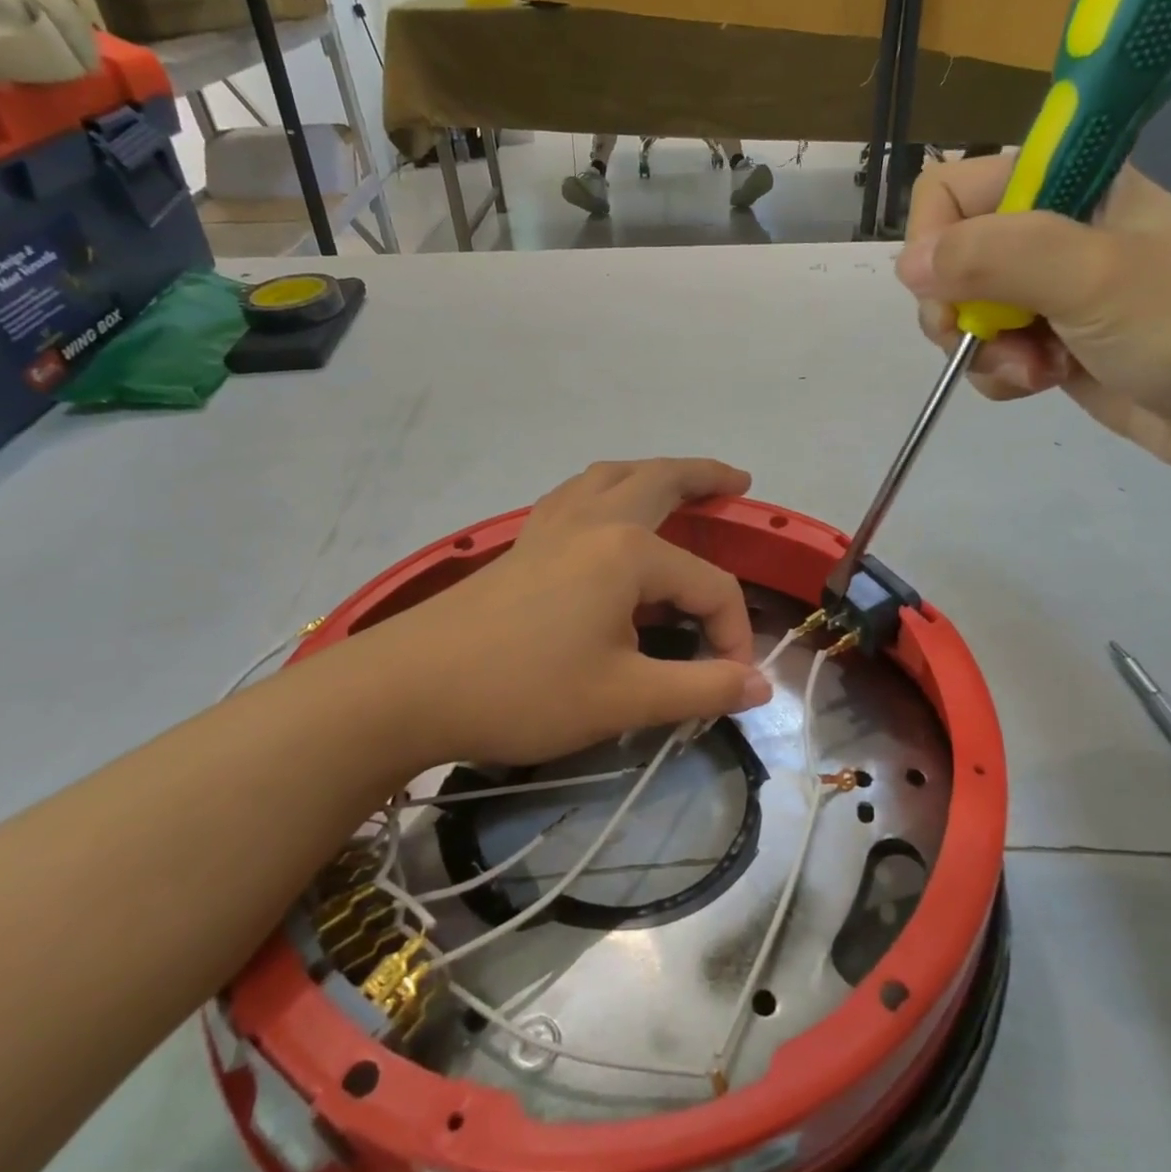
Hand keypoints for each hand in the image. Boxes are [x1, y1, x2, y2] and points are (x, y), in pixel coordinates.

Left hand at [367, 458, 769, 767]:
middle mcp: (594, 522)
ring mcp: (551, 526)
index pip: (708, 586)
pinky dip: (606, 490)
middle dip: (705, 477)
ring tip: (676, 484)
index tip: (731, 682)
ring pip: (611, 477)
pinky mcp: (523, 543)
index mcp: (627, 551)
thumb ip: (701, 689)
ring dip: (652, 473)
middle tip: (739, 483)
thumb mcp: (625, 698)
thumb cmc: (524, 691)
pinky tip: (604, 514)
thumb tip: (760, 687)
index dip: (732, 632)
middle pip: (661, 481)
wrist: (410, 688)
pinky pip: (576, 495)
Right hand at [896, 156, 1170, 471]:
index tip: (953, 294)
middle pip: (948, 259)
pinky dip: (1001, 374)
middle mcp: (1049, 230)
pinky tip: (1042, 383)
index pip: (952, 190)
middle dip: (960, 310)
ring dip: (984, 350)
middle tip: (988, 339)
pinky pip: (989, 352)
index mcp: (1067, 183)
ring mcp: (1048, 290)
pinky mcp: (1049, 340)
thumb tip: (906, 265)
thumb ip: (995, 258)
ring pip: (964, 313)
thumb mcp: (1093, 277)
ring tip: (1036, 369)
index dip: (936, 242)